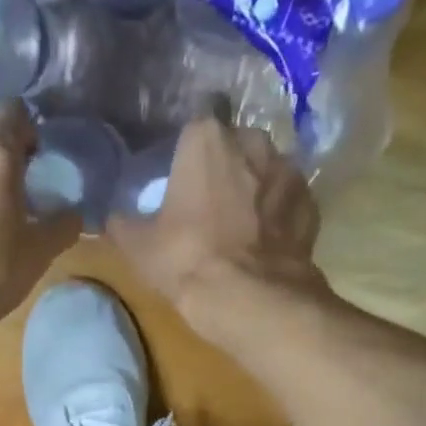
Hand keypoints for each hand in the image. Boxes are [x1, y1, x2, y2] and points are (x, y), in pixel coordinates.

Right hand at [107, 111, 328, 347]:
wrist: (252, 298)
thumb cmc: (188, 260)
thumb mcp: (138, 247)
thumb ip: (123, 224)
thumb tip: (114, 218)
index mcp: (206, 139)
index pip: (194, 127)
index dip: (187, 153)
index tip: (181, 178)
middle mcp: (253, 141)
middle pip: (235, 145)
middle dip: (225, 167)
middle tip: (210, 204)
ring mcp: (289, 171)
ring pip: (266, 173)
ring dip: (255, 190)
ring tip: (241, 226)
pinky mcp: (311, 204)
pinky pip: (288, 203)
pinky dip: (279, 217)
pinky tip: (266, 244)